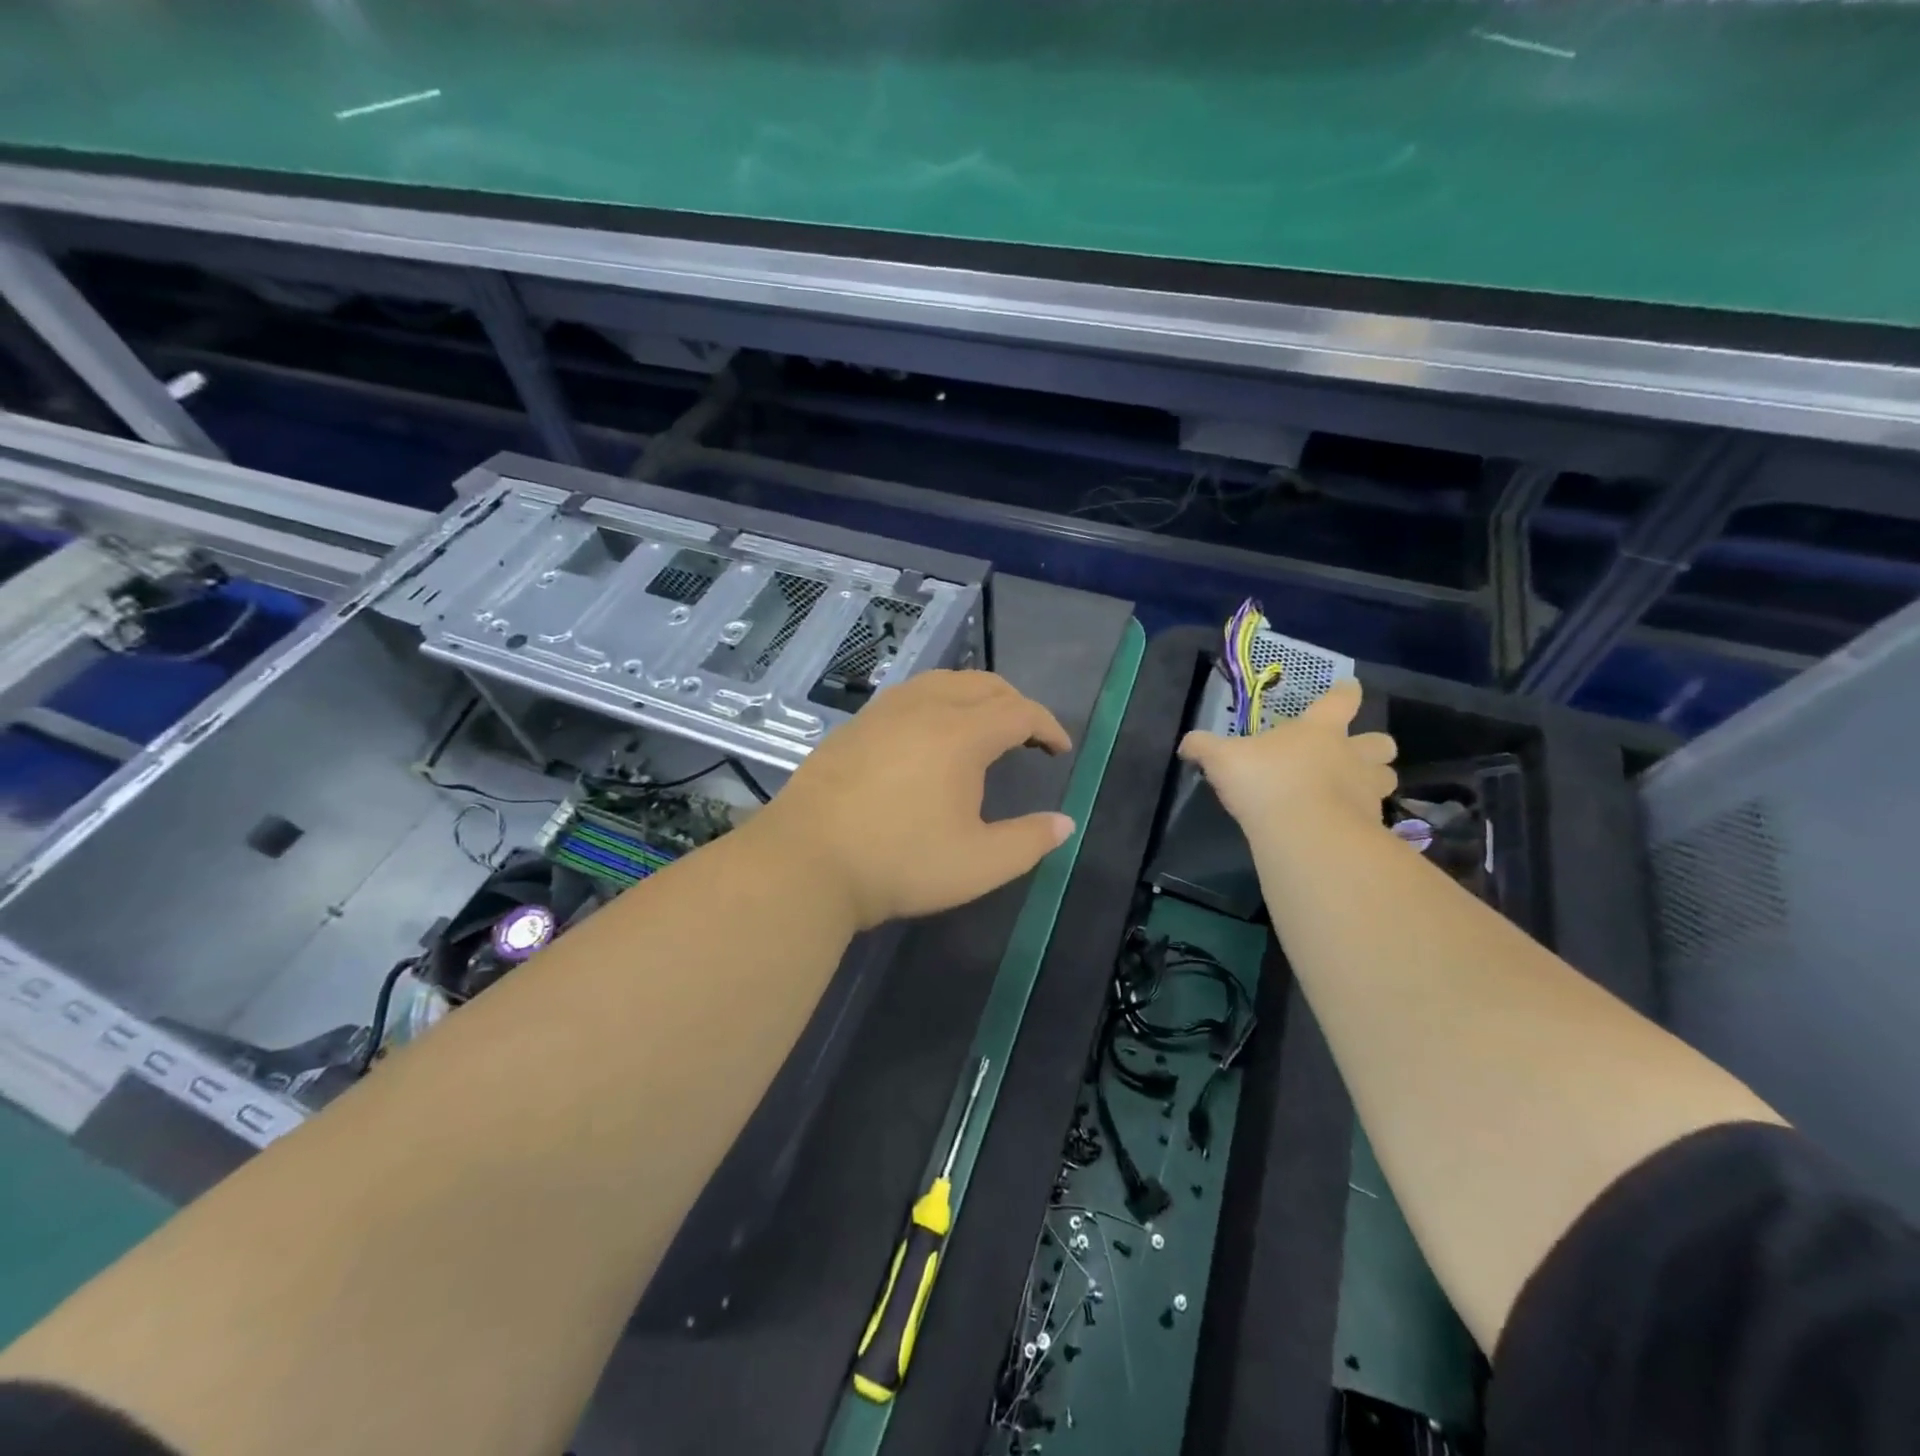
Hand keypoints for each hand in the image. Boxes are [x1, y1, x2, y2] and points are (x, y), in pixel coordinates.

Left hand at [750, 670, 1074, 929]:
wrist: (806, 862)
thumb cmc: (900, 863)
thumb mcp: (979, 864)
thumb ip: (1029, 841)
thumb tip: (1065, 823)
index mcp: (961, 733)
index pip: (1019, 711)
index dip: (1047, 726)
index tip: (1060, 749)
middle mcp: (924, 708)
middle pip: (983, 684)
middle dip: (1014, 704)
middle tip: (1027, 736)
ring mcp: (883, 712)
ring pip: (941, 682)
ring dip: (974, 697)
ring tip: (982, 728)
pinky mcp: (854, 726)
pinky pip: (909, 695)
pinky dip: (937, 703)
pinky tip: (928, 736)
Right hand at [1178, 678, 1396, 833]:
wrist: (1303, 831)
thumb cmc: (1264, 781)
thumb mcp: (1222, 759)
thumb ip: (1204, 747)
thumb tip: (1185, 744)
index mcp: (1319, 730)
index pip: (1342, 700)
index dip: (1345, 693)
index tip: (1348, 689)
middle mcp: (1351, 754)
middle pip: (1381, 742)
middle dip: (1372, 746)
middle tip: (1355, 755)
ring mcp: (1366, 790)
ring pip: (1386, 778)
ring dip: (1374, 781)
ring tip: (1354, 791)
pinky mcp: (1371, 824)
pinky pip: (1376, 816)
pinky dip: (1364, 818)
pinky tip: (1345, 826)